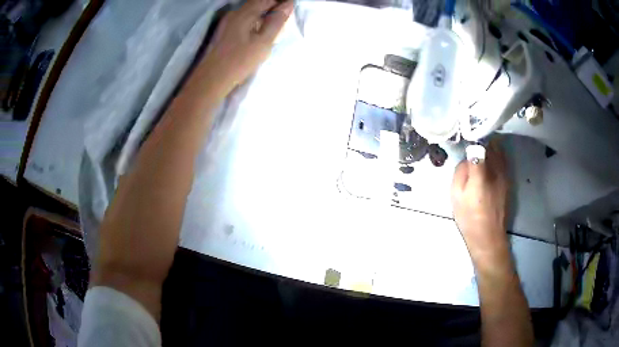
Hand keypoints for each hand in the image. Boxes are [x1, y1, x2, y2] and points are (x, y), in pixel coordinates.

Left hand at [202, 0, 292, 91]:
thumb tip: (288, 4)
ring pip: (250, 10)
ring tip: (274, 23)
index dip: (281, 2)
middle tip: (284, 16)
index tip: (290, 9)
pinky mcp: (224, 31)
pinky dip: (254, 19)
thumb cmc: (240, 61)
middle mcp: (235, 13)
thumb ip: (276, 21)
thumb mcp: (263, 42)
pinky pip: (243, 18)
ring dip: (263, 13)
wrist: (212, 78)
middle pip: (258, 2)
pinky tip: (258, 29)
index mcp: (245, 13)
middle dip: (272, 6)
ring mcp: (227, 22)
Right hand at [451, 140, 509, 261]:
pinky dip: (497, 152)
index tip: (465, 132)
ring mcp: (504, 174)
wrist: (488, 236)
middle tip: (472, 136)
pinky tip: (490, 156)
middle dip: (482, 137)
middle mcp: (496, 170)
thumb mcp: (456, 196)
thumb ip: (460, 172)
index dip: (472, 136)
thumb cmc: (469, 217)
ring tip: (481, 143)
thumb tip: (467, 158)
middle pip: (492, 143)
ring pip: (500, 149)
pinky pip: (503, 158)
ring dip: (491, 143)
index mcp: (481, 174)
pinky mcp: (508, 179)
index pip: (479, 146)